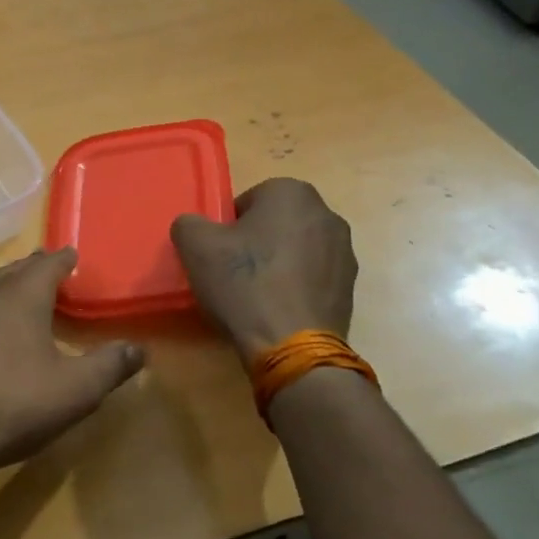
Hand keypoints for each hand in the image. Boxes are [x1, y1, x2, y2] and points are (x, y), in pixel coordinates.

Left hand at [0, 249, 144, 486]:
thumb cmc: (12, 406)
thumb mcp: (75, 391)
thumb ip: (110, 365)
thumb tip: (138, 349)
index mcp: (21, 293)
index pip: (50, 262)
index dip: (67, 261)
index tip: (76, 260)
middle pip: (18, 269)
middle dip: (39, 270)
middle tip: (58, 279)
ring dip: (12, 287)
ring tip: (28, 300)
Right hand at [170, 178, 357, 359]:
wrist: (291, 345)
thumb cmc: (244, 284)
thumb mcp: (195, 246)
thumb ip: (188, 223)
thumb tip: (195, 226)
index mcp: (291, 192)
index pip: (247, 201)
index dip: (227, 228)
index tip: (219, 254)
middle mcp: (326, 213)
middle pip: (275, 224)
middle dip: (255, 242)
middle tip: (233, 273)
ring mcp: (345, 251)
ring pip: (296, 250)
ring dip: (277, 264)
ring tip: (255, 295)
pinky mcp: (350, 286)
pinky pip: (312, 277)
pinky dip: (295, 287)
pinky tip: (277, 310)